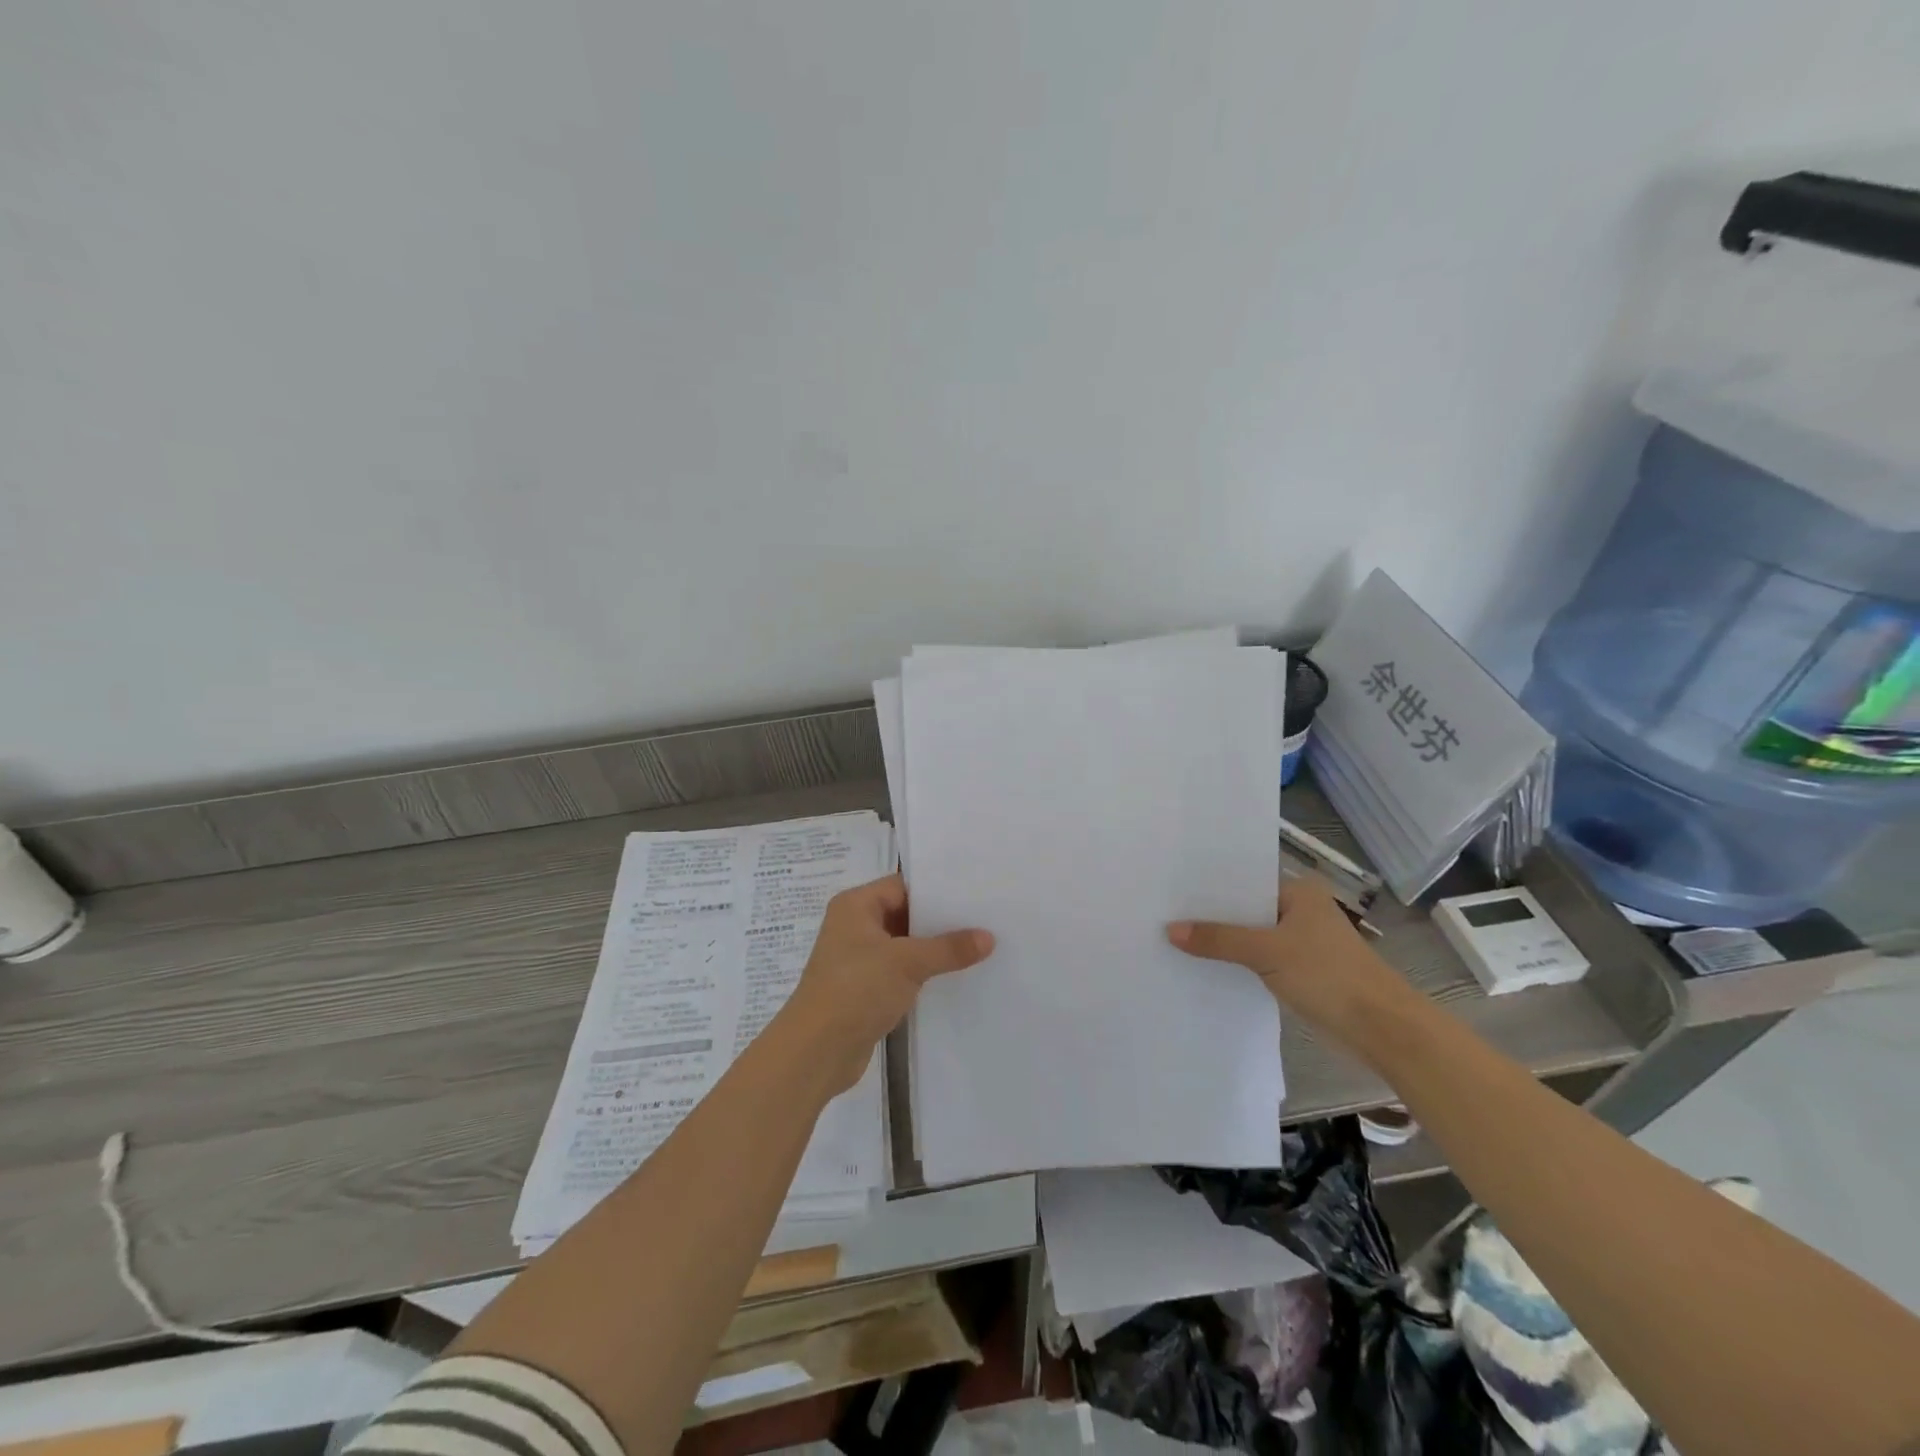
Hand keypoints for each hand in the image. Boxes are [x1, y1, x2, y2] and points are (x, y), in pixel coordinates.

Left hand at [784, 874, 993, 1093]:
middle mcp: (855, 926)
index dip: (937, 889)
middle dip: (940, 920)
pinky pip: (900, 971)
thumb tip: (989, 937)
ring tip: (979, 946)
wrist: (816, 1051)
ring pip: (904, 945)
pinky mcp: (865, 988)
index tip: (975, 892)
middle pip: (905, 914)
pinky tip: (955, 976)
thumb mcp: (908, 962)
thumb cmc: (856, 990)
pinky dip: (923, 973)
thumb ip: (949, 948)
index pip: (902, 885)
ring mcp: (859, 959)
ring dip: (934, 949)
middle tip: (984, 919)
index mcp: (856, 906)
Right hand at [1167, 875, 1410, 1043]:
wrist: (1382, 1029)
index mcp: (1299, 892)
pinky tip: (1204, 966)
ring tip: (1174, 939)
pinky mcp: (1301, 972)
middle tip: (1163, 913)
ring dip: (1223, 942)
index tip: (1171, 889)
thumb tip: (1170, 930)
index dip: (1210, 888)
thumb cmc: (1328, 975)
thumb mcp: (1267, 952)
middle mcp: (1300, 911)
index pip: (1244, 881)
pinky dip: (1237, 963)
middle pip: (1245, 910)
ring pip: (1251, 937)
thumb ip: (1219, 939)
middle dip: (1211, 917)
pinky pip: (1259, 960)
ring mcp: (1301, 943)